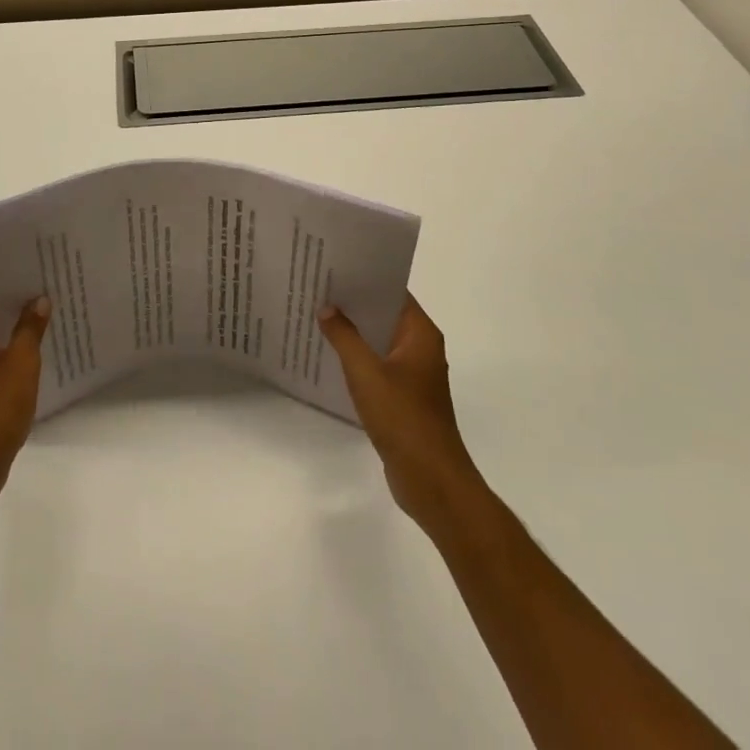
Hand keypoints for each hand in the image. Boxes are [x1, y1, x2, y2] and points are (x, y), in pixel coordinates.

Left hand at [0, 286, 50, 507]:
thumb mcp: (21, 363)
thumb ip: (30, 327)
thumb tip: (38, 299)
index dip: (7, 269)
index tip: (34, 258)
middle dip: (16, 293)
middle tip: (50, 278)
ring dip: (15, 320)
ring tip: (50, 306)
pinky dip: (11, 343)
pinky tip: (39, 344)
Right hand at [318, 294, 483, 526]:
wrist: (431, 481)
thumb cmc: (403, 417)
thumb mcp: (366, 372)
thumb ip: (344, 336)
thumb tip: (327, 308)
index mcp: (420, 334)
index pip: (393, 292)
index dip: (366, 279)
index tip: (335, 268)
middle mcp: (421, 349)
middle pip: (385, 316)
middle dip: (354, 305)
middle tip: (318, 289)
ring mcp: (414, 376)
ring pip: (379, 343)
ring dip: (354, 334)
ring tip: (318, 318)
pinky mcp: (404, 399)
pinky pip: (378, 367)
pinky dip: (358, 360)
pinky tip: (330, 358)